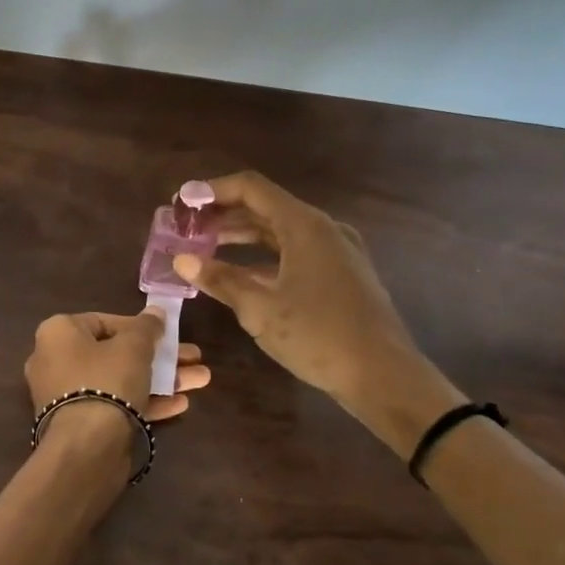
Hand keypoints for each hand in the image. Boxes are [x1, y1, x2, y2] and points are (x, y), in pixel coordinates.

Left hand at [23, 310, 209, 425]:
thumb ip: (147, 327)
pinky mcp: (79, 424)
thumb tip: (155, 311)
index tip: (165, 333)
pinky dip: (144, 402)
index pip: (102, 321)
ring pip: (119, 381)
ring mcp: (66, 395)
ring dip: (161, 379)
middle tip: (192, 356)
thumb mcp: (134, 347)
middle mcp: (55, 361)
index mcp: (58, 333)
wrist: (86, 446)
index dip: (138, 327)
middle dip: (158, 356)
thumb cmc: (107, 380)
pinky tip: (181, 404)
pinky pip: (114, 405)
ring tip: (201, 379)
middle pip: (116, 353)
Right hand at [171, 171, 460, 455]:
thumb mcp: (259, 309)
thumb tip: (181, 260)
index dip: (212, 190)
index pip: (251, 188)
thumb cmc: (318, 335)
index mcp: (304, 226)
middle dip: (222, 215)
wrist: (384, 375)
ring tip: (203, 248)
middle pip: (264, 207)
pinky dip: (263, 258)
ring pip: (279, 232)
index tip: (182, 202)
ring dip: (240, 237)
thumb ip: (219, 279)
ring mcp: (335, 251)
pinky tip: (238, 275)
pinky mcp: (340, 274)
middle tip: (186, 228)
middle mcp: (322, 229)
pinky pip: (293, 253)